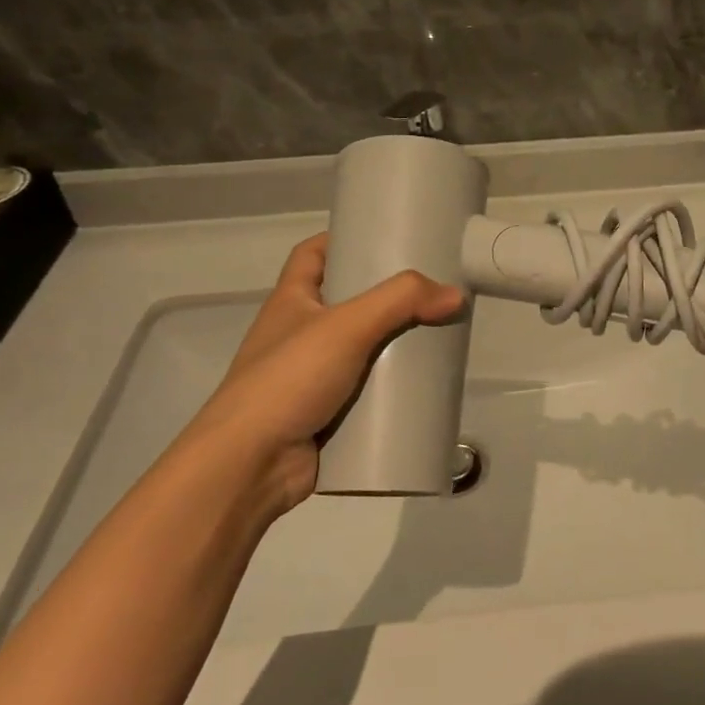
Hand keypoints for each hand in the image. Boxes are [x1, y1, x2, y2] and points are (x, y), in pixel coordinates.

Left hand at [182, 234, 463, 518]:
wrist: (248, 467)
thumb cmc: (288, 380)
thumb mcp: (347, 326)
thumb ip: (402, 302)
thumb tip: (455, 295)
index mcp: (291, 302)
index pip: (312, 254)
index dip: (343, 239)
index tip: (384, 237)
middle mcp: (297, 334)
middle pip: (346, 302)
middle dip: (385, 296)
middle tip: (428, 290)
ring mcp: (309, 377)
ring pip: (360, 350)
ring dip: (393, 345)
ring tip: (436, 335)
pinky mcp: (324, 415)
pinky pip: (364, 393)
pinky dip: (389, 390)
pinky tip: (421, 387)